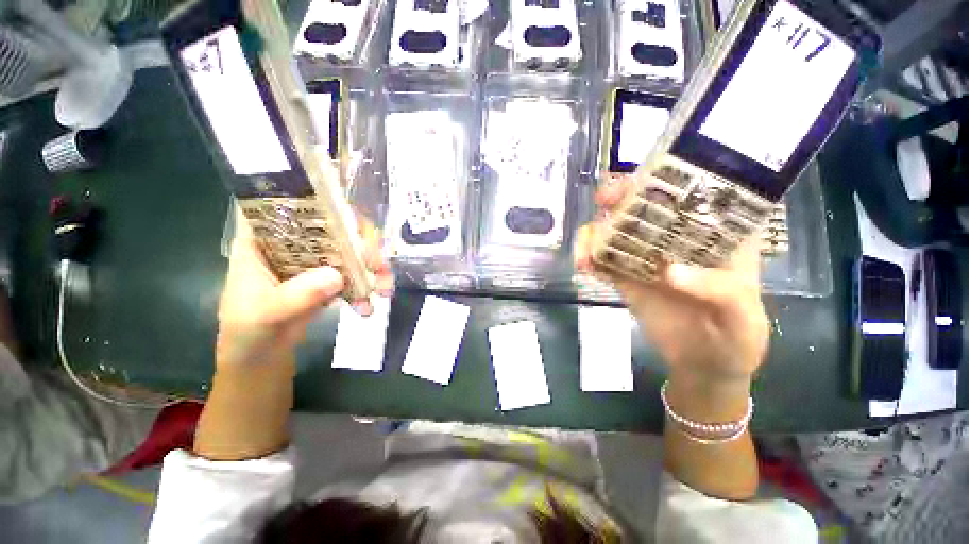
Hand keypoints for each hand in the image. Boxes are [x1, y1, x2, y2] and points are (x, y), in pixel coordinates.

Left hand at [216, 208, 392, 368]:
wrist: (261, 358)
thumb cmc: (248, 331)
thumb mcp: (264, 314)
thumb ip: (296, 296)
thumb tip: (336, 276)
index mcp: (263, 239)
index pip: (290, 204)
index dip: (321, 201)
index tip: (349, 219)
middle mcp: (293, 243)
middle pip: (333, 226)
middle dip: (362, 242)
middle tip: (377, 263)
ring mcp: (314, 261)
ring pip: (350, 249)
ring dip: (373, 266)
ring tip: (384, 289)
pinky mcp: (329, 279)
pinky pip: (355, 274)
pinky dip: (368, 286)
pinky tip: (370, 304)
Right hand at [575, 178, 769, 387]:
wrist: (704, 365)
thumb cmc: (737, 338)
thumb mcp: (743, 316)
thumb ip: (718, 291)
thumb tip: (668, 271)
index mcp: (714, 237)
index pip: (692, 195)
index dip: (668, 180)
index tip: (643, 180)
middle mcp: (676, 240)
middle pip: (645, 207)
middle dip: (621, 198)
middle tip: (603, 202)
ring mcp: (646, 259)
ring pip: (616, 233)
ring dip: (594, 234)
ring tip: (584, 252)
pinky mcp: (626, 278)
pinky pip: (603, 263)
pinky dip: (588, 259)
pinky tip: (582, 266)